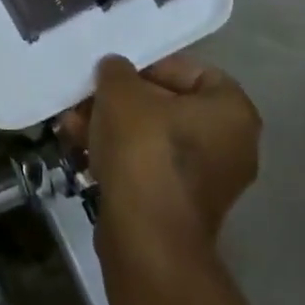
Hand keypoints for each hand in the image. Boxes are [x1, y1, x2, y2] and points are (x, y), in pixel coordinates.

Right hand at [58, 54, 261, 259]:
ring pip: (153, 138)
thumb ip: (117, 70)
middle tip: (88, 97)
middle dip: (121, 101)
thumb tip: (115, 70)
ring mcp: (208, 181)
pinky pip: (150, 166)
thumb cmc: (144, 150)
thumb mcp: (121, 91)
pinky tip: (81, 148)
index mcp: (232, 111)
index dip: (150, 66)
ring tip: (73, 123)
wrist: (146, 237)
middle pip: (168, 106)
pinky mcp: (181, 207)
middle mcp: (231, 145)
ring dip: (112, 126)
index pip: (191, 71)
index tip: (117, 73)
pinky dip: (119, 155)